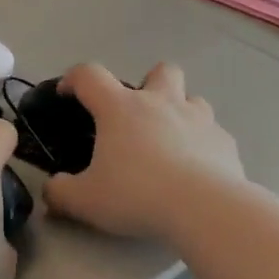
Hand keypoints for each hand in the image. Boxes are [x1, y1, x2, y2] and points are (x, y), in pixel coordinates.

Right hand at [42, 63, 244, 240]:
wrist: (204, 208)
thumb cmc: (137, 195)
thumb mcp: (85, 201)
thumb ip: (61, 193)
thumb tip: (52, 189)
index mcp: (121, 109)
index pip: (89, 75)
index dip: (73, 79)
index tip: (67, 94)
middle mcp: (162, 103)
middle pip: (160, 70)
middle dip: (150, 83)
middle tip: (139, 117)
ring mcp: (199, 119)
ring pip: (193, 99)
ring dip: (181, 112)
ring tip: (171, 143)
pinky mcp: (225, 142)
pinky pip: (213, 134)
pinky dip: (203, 146)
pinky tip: (198, 171)